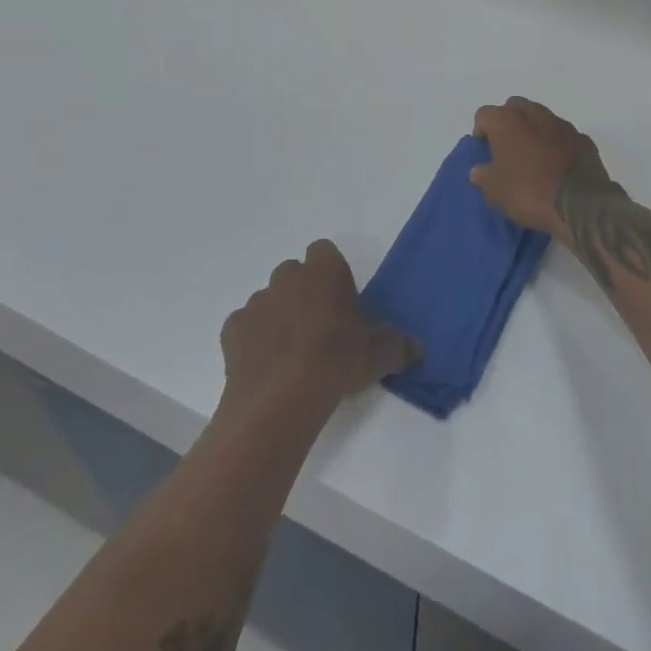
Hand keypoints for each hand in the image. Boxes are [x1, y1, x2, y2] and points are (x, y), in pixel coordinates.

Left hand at [220, 241, 417, 419]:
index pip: (324, 251)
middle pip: (295, 274)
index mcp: (324, 270)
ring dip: (279, 317)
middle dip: (304, 293)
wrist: (280, 399)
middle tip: (319, 328)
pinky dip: (255, 341)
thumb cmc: (336, 361)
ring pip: (270, 300)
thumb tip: (417, 347)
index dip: (331, 273)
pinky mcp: (233, 330)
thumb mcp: (380, 354)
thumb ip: (400, 345)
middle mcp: (287, 276)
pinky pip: (246, 328)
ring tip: (292, 354)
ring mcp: (257, 301)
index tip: (340, 300)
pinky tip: (267, 367)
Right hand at [470, 97, 617, 238]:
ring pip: (541, 119)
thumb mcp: (495, 191)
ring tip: (533, 160)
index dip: (481, 131)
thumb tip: (479, 170)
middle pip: (515, 109)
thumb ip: (483, 176)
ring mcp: (562, 124)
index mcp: (506, 120)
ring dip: (534, 132)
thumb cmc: (528, 191)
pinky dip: (557, 145)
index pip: (484, 115)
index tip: (484, 151)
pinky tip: (557, 167)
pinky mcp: (583, 139)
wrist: (581, 203)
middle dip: (509, 124)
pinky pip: (563, 137)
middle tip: (507, 150)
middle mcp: (534, 113)